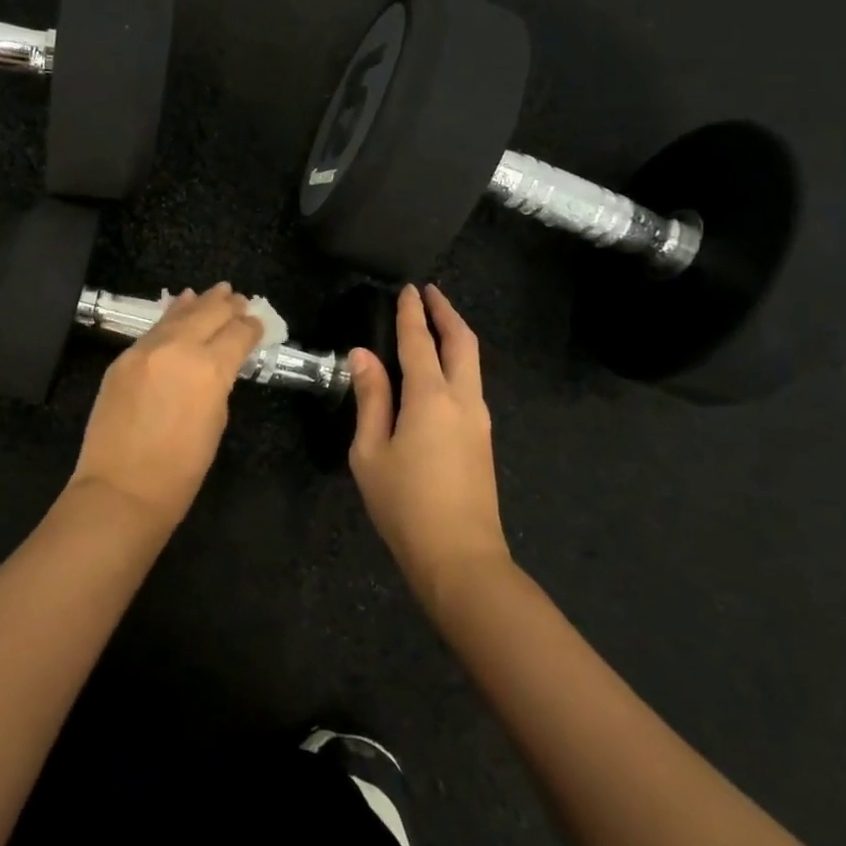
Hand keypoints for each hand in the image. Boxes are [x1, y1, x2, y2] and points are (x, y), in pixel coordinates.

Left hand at [68, 284, 265, 529]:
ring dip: (200, 303)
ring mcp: (147, 350)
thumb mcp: (215, 423)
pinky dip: (172, 315)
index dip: (250, 327)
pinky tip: (180, 305)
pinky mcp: (124, 358)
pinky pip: (154, 328)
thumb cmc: (180, 471)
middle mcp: (179, 349)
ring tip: (216, 291)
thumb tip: (216, 365)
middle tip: (240, 299)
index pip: (237, 334)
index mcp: (210, 369)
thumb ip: (218, 385)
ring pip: (179, 315)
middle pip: (209, 314)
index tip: (257, 323)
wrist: (121, 490)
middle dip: (228, 306)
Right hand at [349, 284, 508, 607]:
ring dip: (455, 336)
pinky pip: (471, 384)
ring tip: (435, 323)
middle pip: (461, 342)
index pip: (419, 342)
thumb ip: (370, 399)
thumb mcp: (371, 452)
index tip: (407, 289)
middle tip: (430, 293)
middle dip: (446, 313)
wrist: (460, 556)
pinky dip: (457, 361)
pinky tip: (440, 369)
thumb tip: (363, 355)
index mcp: (431, 397)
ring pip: (472, 362)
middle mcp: (462, 399)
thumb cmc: (405, 504)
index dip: (411, 313)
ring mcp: (479, 419)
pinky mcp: (482, 438)